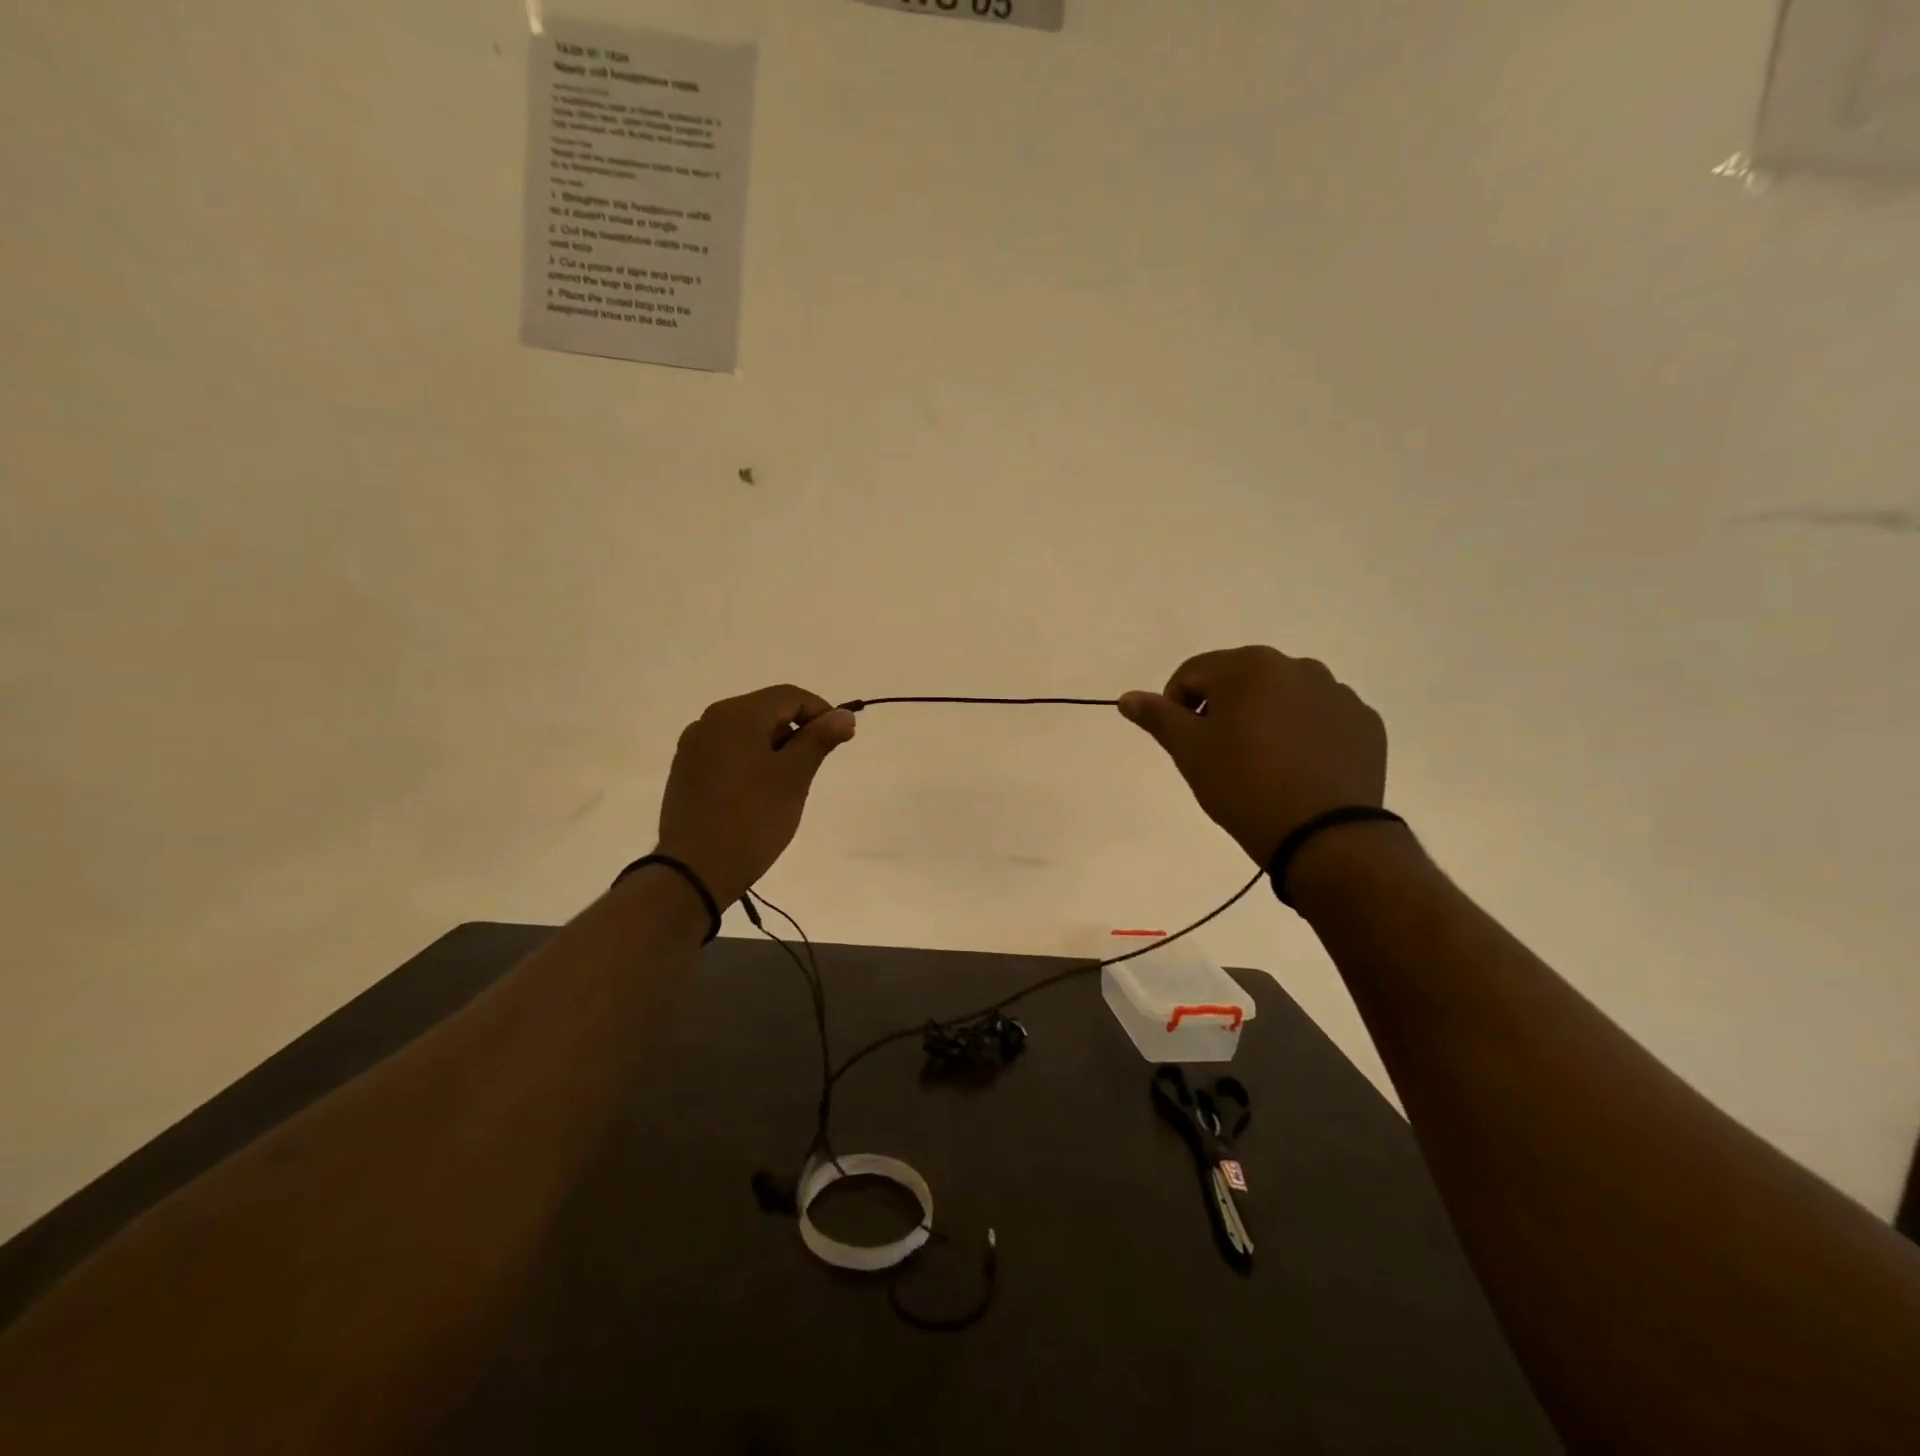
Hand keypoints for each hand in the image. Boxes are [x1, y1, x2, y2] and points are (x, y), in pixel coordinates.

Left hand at [655, 685, 856, 906]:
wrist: (694, 871)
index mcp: (736, 715)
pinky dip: (751, 760)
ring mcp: (692, 747)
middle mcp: (709, 721)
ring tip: (790, 782)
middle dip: (798, 730)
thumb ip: (820, 739)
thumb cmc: (753, 819)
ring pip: (746, 732)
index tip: (841, 740)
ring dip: (775, 746)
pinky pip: (727, 752)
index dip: (822, 712)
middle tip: (817, 764)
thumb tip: (844, 715)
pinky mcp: (685, 772)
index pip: (790, 696)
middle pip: (766, 710)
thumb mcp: (794, 777)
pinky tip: (759, 792)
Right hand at [1119, 646, 1387, 866]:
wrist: (1324, 835)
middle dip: (1223, 709)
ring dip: (1264, 718)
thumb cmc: (1244, 785)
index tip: (1182, 742)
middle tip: (1218, 754)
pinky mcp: (1365, 723)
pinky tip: (1298, 769)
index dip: (1177, 705)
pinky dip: (1303, 734)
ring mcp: (1338, 693)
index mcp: (1249, 666)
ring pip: (1283, 697)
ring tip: (1262, 763)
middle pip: (1241, 679)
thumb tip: (1127, 696)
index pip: (1194, 672)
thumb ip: (1158, 717)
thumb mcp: (1190, 752)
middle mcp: (1297, 667)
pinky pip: (1320, 718)